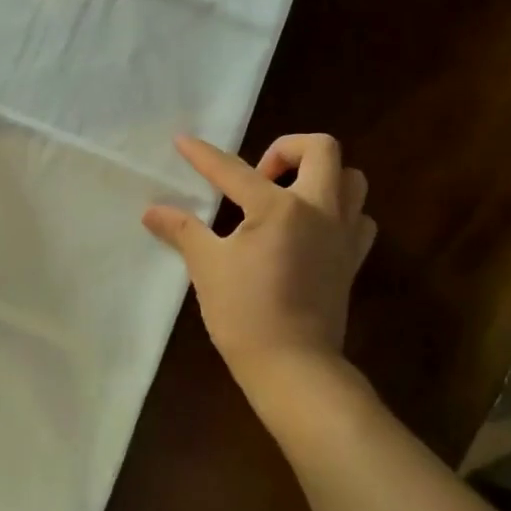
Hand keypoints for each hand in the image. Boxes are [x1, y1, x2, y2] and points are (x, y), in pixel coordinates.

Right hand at [142, 133, 375, 388]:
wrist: (294, 368)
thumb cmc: (245, 314)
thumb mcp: (207, 267)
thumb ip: (182, 230)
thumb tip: (152, 211)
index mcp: (278, 207)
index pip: (233, 170)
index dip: (203, 155)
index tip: (183, 141)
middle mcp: (318, 210)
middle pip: (321, 149)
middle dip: (288, 148)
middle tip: (259, 174)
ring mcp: (342, 234)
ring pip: (351, 179)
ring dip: (322, 175)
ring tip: (289, 195)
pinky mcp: (352, 260)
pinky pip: (359, 219)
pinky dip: (341, 212)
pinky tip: (313, 228)